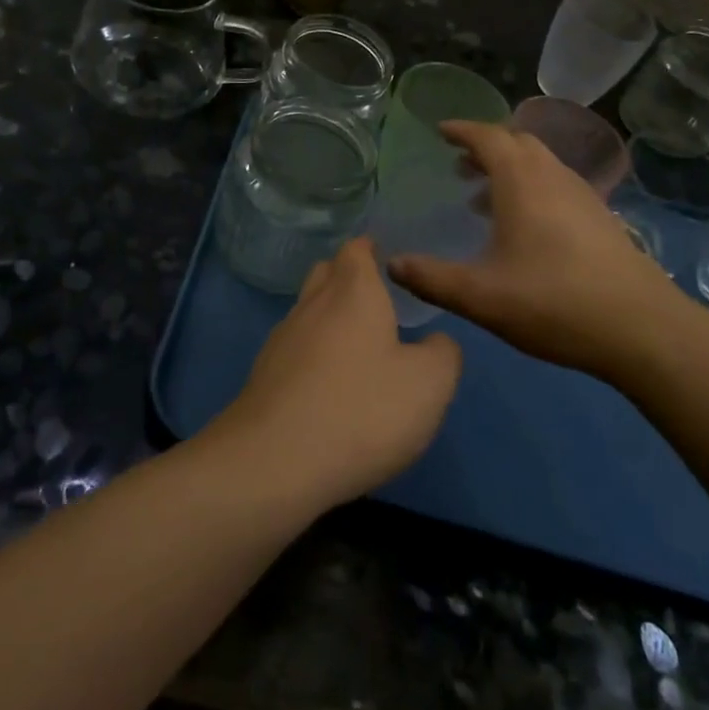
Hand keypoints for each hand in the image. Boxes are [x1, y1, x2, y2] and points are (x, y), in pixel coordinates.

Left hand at [207, 239, 460, 510]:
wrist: (275, 461)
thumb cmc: (362, 410)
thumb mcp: (429, 384)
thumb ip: (443, 354)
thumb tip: (437, 342)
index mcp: (353, 292)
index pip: (356, 249)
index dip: (371, 248)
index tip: (387, 256)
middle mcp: (313, 304)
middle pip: (327, 273)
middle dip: (348, 277)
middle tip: (376, 297)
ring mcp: (283, 339)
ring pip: (308, 310)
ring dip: (329, 316)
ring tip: (357, 342)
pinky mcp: (265, 374)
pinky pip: (295, 347)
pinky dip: (313, 352)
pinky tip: (329, 383)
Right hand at [388, 121, 693, 380]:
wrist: (642, 328)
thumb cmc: (553, 302)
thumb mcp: (480, 296)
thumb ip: (432, 278)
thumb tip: (392, 264)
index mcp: (522, 182)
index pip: (487, 137)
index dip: (461, 130)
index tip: (439, 131)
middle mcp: (553, 176)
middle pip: (517, 141)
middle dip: (485, 145)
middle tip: (459, 163)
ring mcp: (582, 195)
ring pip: (540, 162)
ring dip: (509, 167)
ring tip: (482, 195)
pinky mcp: (600, 217)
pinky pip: (556, 183)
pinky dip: (531, 186)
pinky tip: (523, 225)